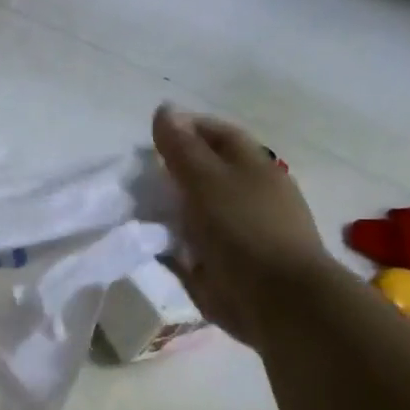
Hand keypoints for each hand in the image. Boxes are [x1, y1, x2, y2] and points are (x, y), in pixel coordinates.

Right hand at [152, 106, 336, 350]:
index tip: (150, 136)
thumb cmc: (244, 228)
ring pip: (191, 209)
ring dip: (163, 208)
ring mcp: (234, 231)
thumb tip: (164, 108)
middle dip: (168, 171)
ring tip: (132, 207)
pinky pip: (185, 246)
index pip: (216, 134)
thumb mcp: (206, 178)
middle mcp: (245, 194)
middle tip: (135, 175)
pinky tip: (143, 239)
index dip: (185, 128)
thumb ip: (181, 145)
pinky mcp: (220, 264)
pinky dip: (165, 242)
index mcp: (251, 166)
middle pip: (201, 172)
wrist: (276, 301)